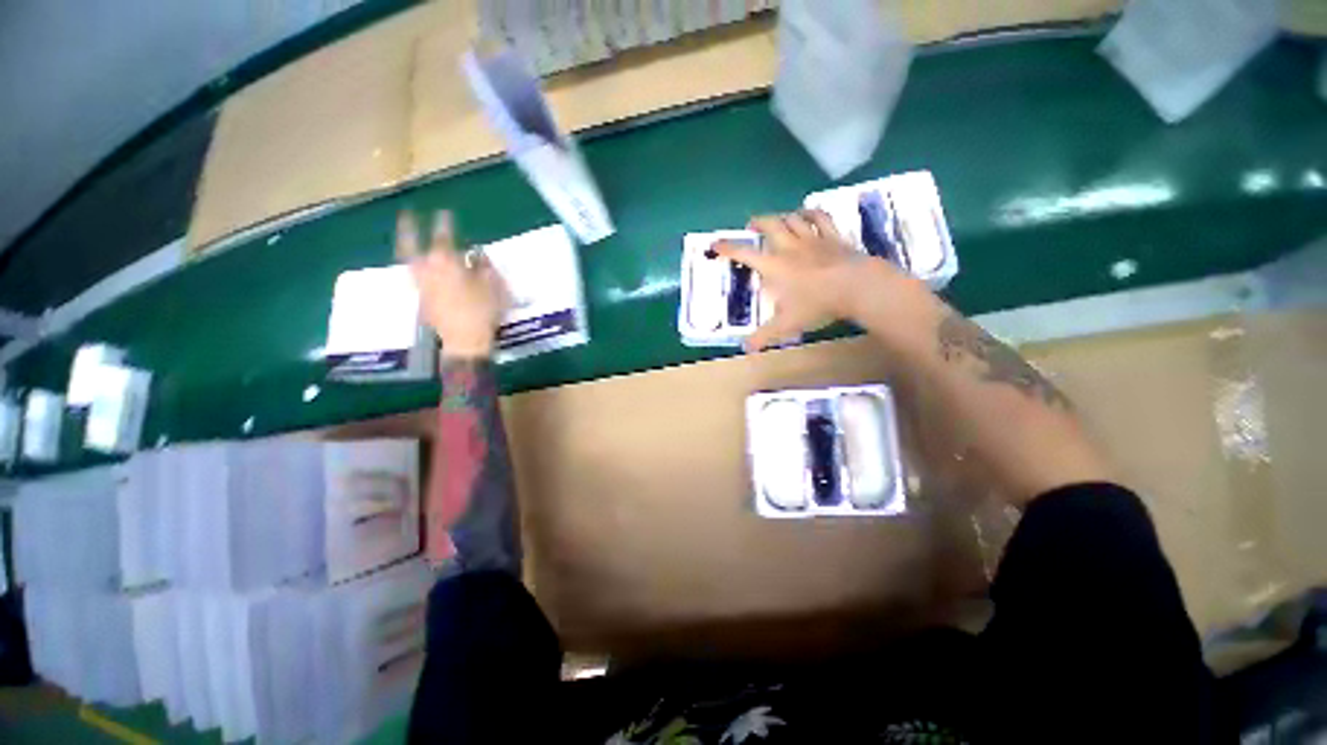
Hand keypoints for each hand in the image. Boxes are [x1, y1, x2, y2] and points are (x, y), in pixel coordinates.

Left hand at [396, 210, 508, 358]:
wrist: (466, 340)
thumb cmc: (483, 310)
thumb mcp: (493, 285)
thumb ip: (484, 266)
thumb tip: (476, 255)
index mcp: (446, 261)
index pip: (444, 235)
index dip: (445, 222)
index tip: (445, 211)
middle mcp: (427, 269)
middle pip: (411, 244)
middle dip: (408, 228)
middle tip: (406, 215)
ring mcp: (421, 285)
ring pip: (409, 261)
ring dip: (408, 247)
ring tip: (409, 240)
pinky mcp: (421, 300)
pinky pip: (415, 277)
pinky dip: (416, 267)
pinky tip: (423, 268)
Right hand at [715, 209, 902, 351]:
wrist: (857, 287)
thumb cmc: (817, 304)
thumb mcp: (786, 325)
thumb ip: (764, 336)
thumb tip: (746, 349)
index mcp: (774, 266)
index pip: (744, 253)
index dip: (727, 247)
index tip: (715, 244)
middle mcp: (789, 247)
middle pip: (769, 224)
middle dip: (757, 223)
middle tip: (751, 227)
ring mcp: (813, 238)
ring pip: (792, 218)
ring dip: (781, 217)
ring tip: (777, 221)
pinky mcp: (833, 236)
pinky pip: (820, 217)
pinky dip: (811, 213)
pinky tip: (807, 214)